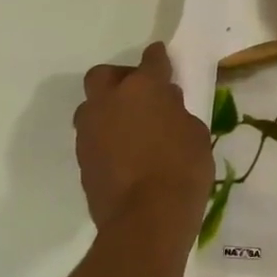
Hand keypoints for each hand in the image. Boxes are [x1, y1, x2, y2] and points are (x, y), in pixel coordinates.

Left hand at [74, 43, 212, 244]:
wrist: (147, 219)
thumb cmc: (183, 169)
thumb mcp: (194, 133)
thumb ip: (176, 111)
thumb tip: (164, 106)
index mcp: (143, 88)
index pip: (151, 60)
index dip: (158, 58)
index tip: (162, 58)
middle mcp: (109, 101)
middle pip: (104, 75)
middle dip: (120, 78)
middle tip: (139, 93)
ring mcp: (90, 130)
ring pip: (92, 106)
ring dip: (108, 109)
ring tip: (130, 127)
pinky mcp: (82, 158)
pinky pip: (93, 136)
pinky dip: (106, 137)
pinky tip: (124, 152)